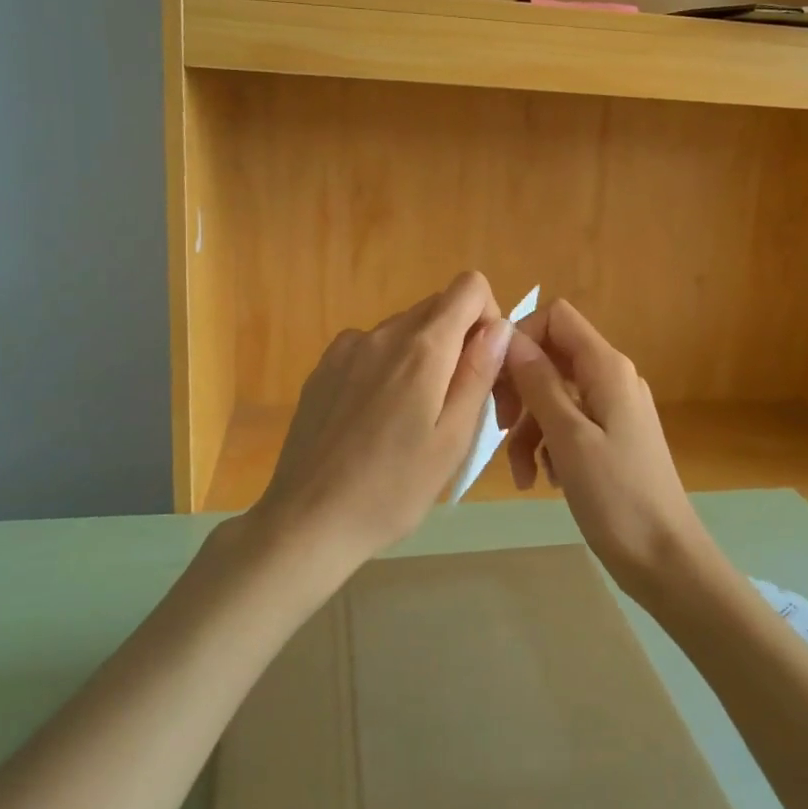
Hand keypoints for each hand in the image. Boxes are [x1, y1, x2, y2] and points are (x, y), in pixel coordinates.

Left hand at [249, 272, 511, 570]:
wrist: (307, 521)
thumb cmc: (392, 490)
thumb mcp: (453, 439)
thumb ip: (479, 373)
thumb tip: (500, 326)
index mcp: (422, 348)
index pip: (469, 286)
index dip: (489, 317)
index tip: (486, 365)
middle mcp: (382, 333)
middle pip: (438, 307)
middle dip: (460, 342)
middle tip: (459, 403)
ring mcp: (346, 348)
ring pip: (405, 330)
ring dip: (424, 357)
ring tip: (414, 419)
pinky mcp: (323, 368)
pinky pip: (372, 349)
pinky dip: (389, 367)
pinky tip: (377, 419)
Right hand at [494, 299, 712, 600]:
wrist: (666, 560)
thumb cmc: (617, 497)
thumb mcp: (569, 437)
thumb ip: (540, 383)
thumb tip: (511, 338)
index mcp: (607, 368)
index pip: (557, 317)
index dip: (522, 336)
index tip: (496, 376)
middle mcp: (612, 378)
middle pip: (552, 357)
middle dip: (520, 389)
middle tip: (501, 427)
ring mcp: (614, 409)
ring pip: (555, 395)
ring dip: (530, 428)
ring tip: (522, 474)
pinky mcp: (612, 438)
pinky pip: (569, 424)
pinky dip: (549, 445)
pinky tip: (543, 480)